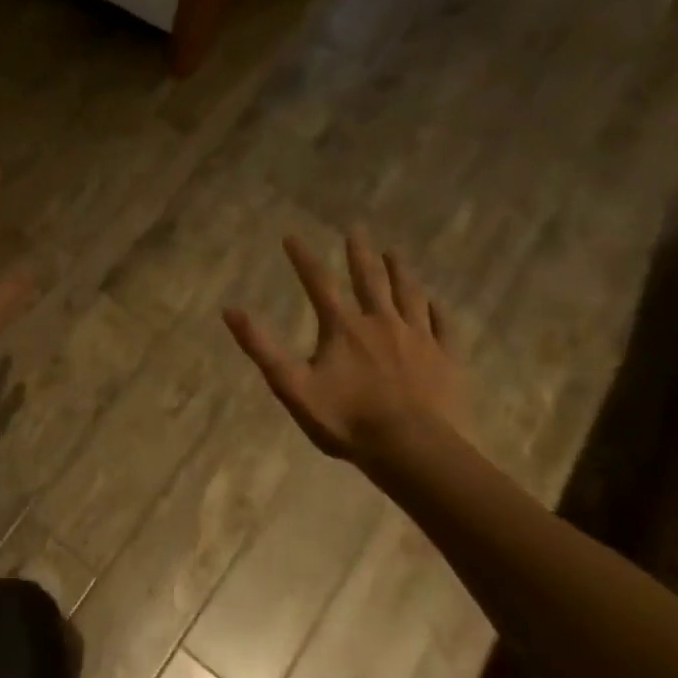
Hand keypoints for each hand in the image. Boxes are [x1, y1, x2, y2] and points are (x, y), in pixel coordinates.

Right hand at [224, 229, 463, 462]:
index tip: (291, 235)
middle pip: (370, 279)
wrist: (412, 450)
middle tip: (357, 228)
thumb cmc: (347, 420)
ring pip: (409, 294)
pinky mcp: (446, 359)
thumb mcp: (292, 386)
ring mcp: (418, 338)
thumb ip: (261, 347)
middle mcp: (381, 322)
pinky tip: (435, 302)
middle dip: (360, 252)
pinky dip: (436, 309)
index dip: (303, 258)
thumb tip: (230, 310)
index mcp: (343, 327)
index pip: (318, 282)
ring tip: (395, 252)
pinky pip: (443, 325)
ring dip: (400, 271)